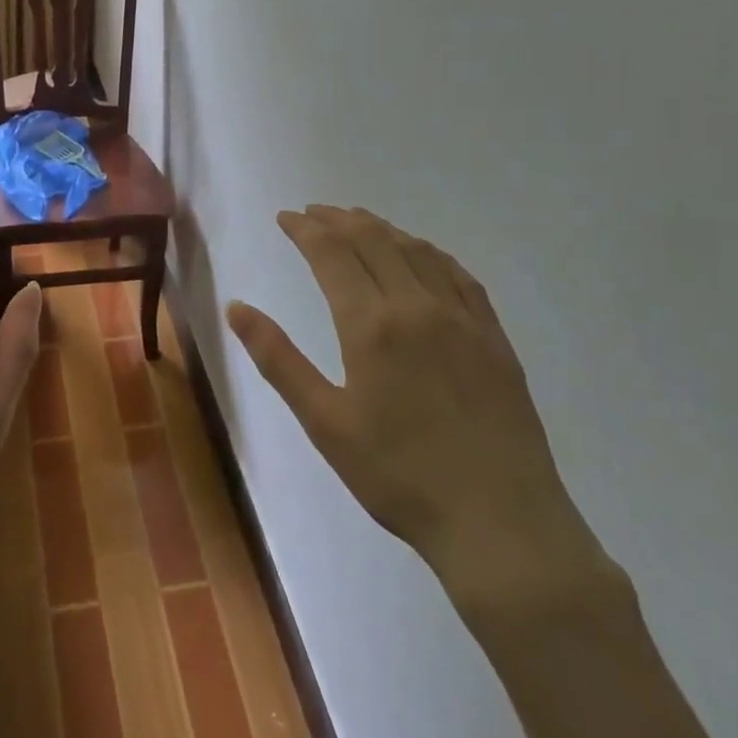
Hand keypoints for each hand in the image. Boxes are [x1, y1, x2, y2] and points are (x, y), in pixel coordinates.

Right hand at [229, 206, 610, 611]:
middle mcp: (416, 305)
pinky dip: (429, 252)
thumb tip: (236, 308)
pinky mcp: (493, 337)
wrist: (501, 524)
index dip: (305, 229)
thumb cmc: (399, 476)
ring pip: (415, 250)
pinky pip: (458, 275)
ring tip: (358, 221)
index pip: (331, 253)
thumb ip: (278, 359)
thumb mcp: (325, 422)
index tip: (285, 217)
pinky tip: (422, 254)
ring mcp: (462, 318)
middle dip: (338, 220)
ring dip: (381, 228)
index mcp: (371, 324)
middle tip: (313, 213)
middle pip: (372, 240)